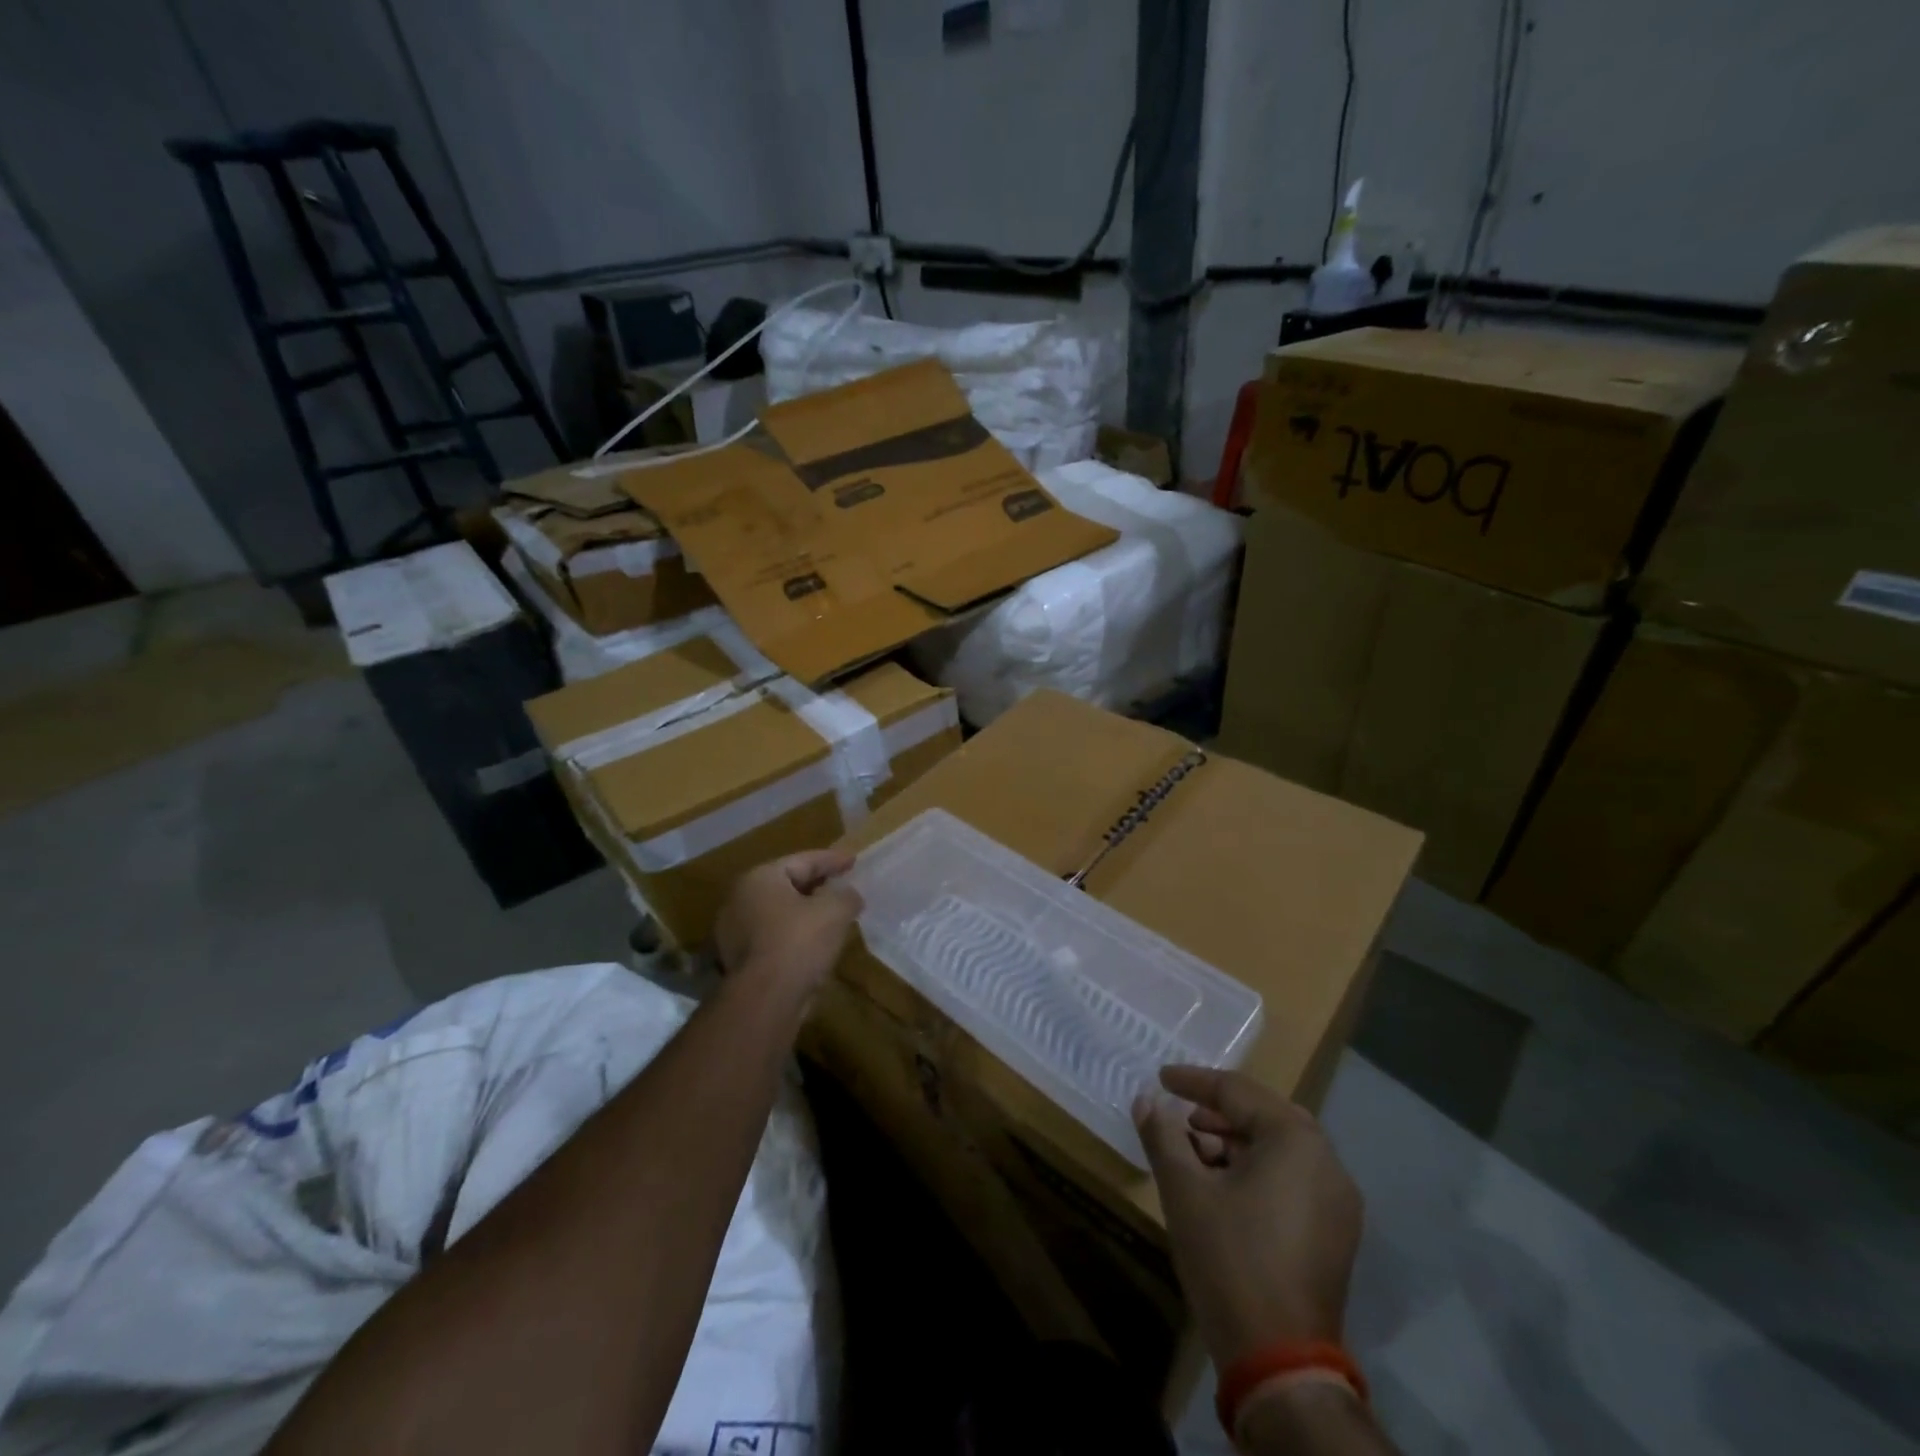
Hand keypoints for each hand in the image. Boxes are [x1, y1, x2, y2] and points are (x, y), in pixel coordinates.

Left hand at [713, 849, 862, 998]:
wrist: (765, 1000)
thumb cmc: (799, 942)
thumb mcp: (835, 911)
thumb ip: (846, 895)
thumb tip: (849, 895)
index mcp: (759, 878)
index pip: (802, 861)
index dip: (832, 860)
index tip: (854, 861)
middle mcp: (739, 899)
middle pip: (787, 885)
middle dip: (818, 886)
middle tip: (843, 886)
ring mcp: (734, 932)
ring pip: (779, 914)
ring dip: (806, 913)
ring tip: (833, 917)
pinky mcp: (739, 961)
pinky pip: (774, 938)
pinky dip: (795, 936)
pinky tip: (816, 944)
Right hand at [1134, 1066, 1362, 1370]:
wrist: (1281, 1362)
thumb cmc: (1230, 1259)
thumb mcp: (1184, 1190)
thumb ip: (1163, 1136)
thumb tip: (1146, 1101)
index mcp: (1295, 1140)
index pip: (1237, 1092)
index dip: (1194, 1082)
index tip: (1161, 1078)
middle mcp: (1327, 1162)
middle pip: (1265, 1116)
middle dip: (1219, 1113)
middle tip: (1182, 1119)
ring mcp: (1338, 1202)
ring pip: (1280, 1149)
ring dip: (1237, 1143)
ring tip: (1197, 1155)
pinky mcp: (1336, 1235)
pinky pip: (1294, 1179)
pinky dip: (1259, 1170)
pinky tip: (1226, 1189)